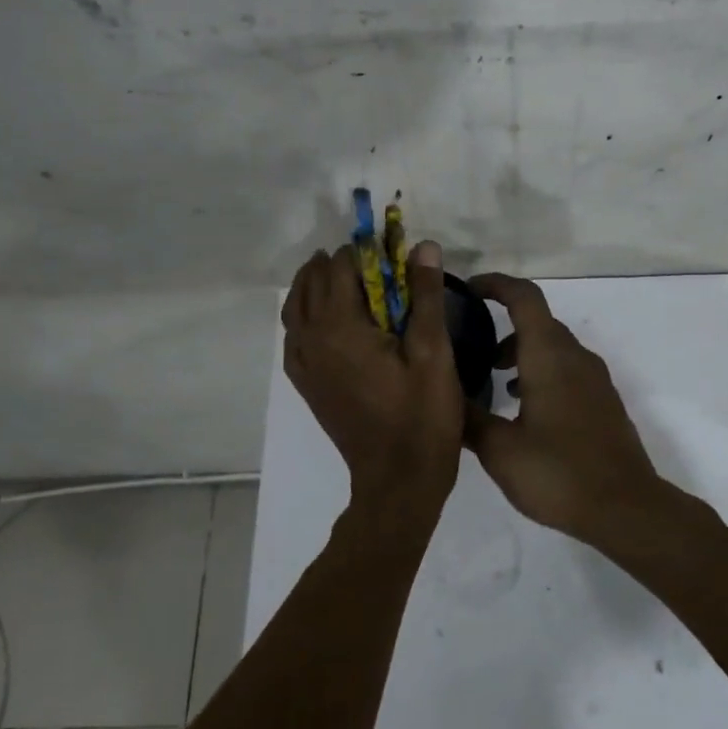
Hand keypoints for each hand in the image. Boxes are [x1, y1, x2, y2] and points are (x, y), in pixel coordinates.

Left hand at [282, 240, 464, 517]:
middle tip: (372, 261)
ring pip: (296, 308)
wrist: (397, 482)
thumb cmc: (422, 417)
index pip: (340, 268)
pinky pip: (294, 337)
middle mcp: (312, 340)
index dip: (364, 252)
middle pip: (311, 283)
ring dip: (315, 285)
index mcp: (340, 327)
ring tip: (343, 277)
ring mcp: (304, 365)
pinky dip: (305, 316)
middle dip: (337, 264)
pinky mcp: (307, 385)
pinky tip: (326, 320)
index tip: (391, 250)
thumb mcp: (433, 353)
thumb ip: (426, 296)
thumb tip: (423, 246)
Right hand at [463, 274, 667, 539]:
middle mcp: (575, 357)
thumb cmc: (558, 472)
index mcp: (549, 355)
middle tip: (471, 346)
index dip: (495, 284)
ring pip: (553, 347)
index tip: (468, 290)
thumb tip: (443, 397)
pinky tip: (525, 409)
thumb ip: (469, 418)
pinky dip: (542, 372)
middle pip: (538, 321)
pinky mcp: (604, 401)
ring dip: (523, 352)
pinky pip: (567, 370)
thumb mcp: (499, 450)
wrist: (626, 508)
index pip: (524, 297)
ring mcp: (595, 379)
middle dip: (503, 324)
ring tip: (494, 380)